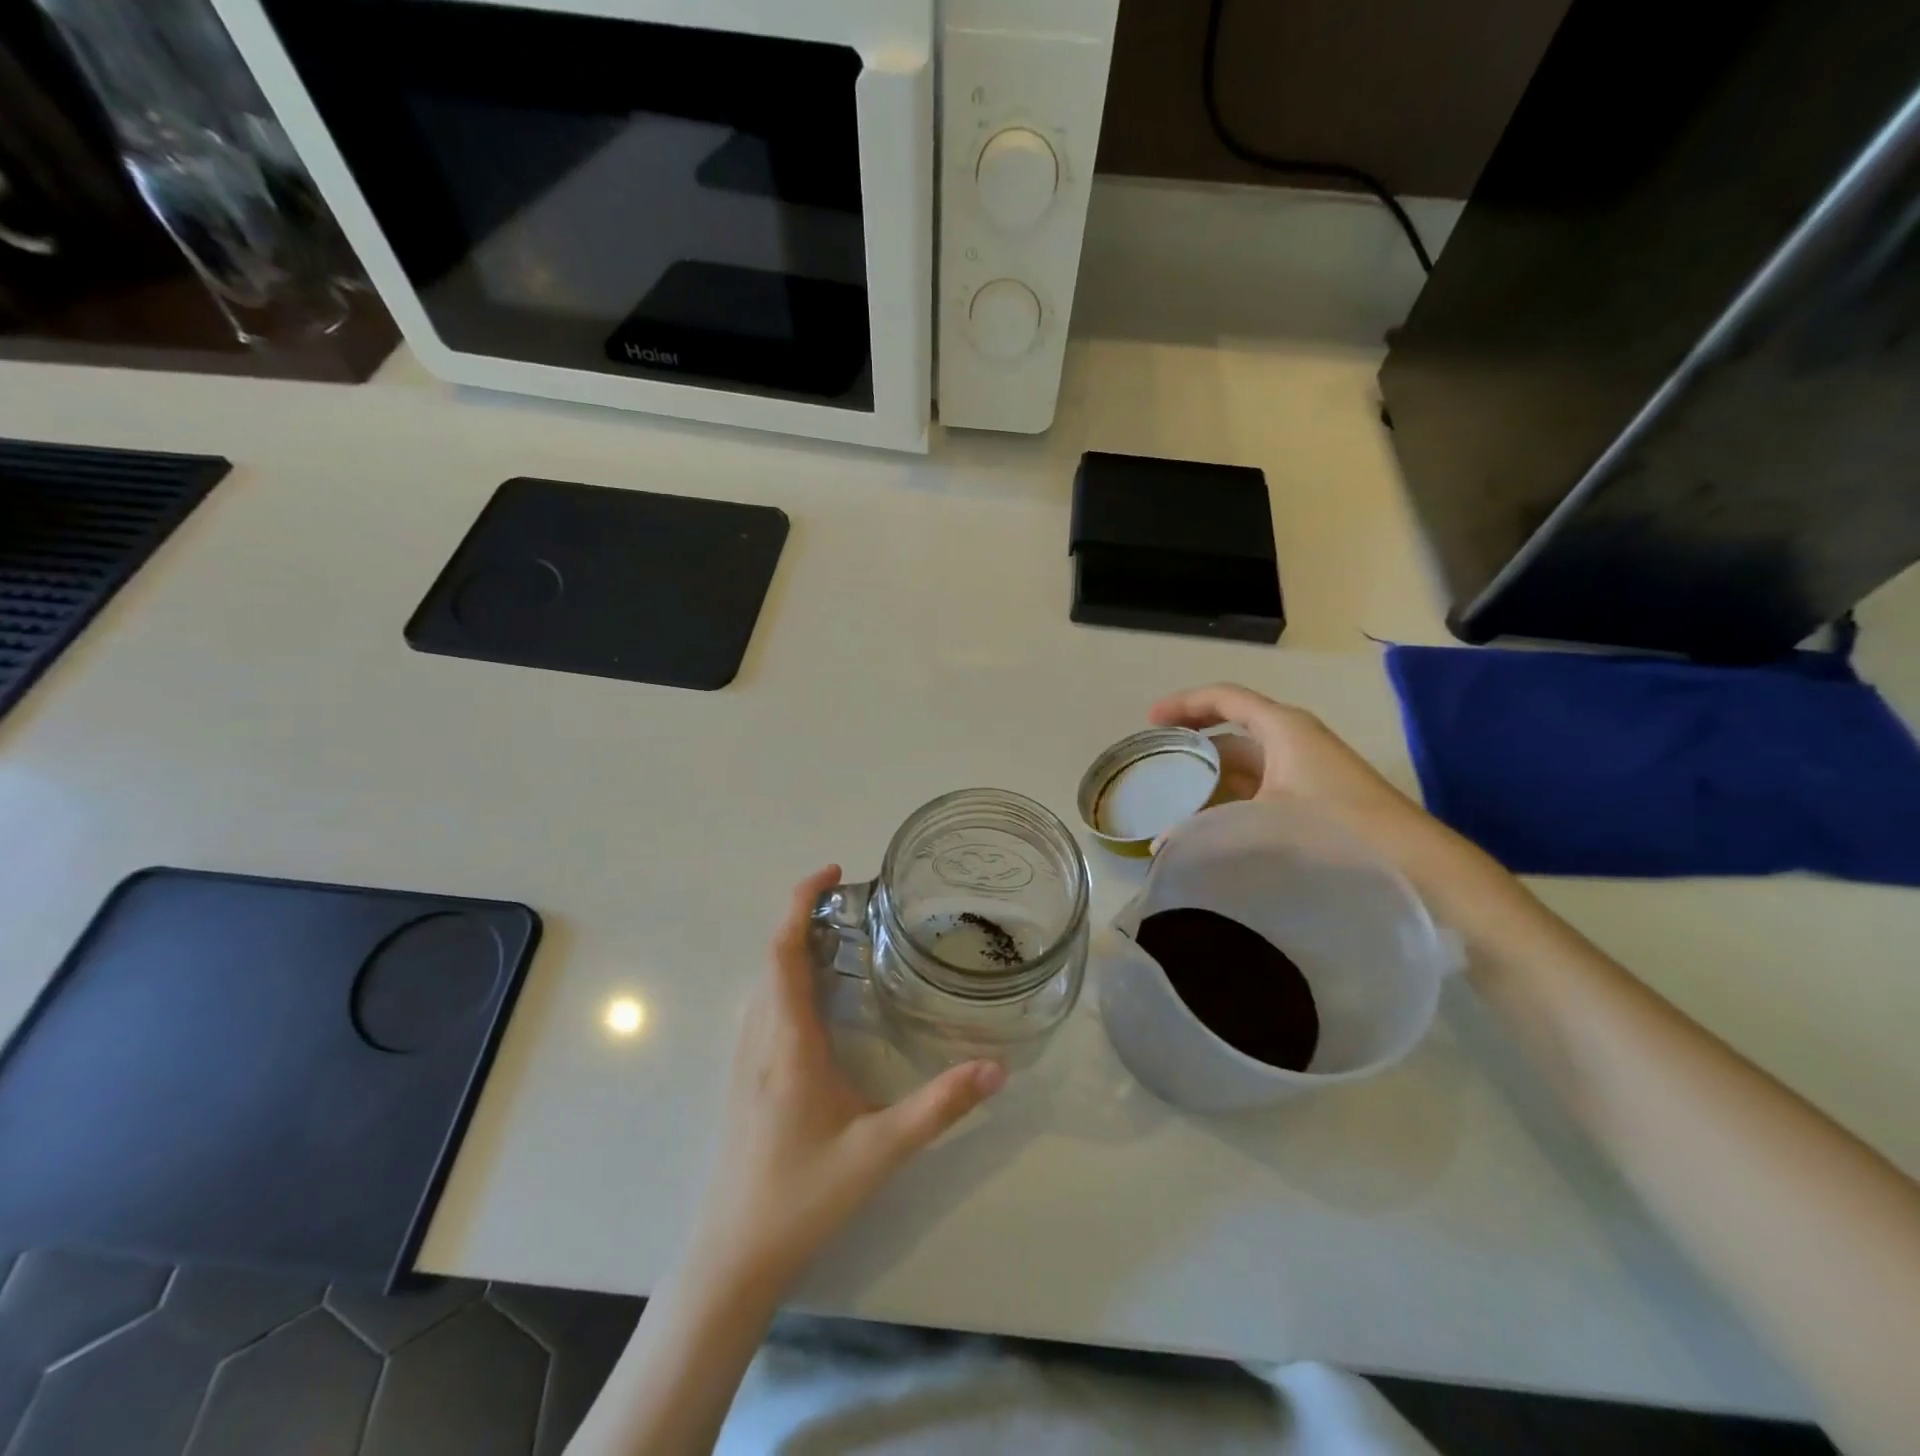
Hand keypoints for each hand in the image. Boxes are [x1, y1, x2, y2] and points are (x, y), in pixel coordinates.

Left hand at [688, 866, 1006, 1285]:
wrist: (734, 1256)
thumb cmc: (803, 1195)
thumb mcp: (880, 1150)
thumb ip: (940, 1106)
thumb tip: (997, 1068)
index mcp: (788, 1040)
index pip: (783, 950)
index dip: (800, 901)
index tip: (833, 873)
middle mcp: (760, 1037)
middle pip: (772, 956)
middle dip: (804, 916)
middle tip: (854, 904)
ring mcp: (746, 1057)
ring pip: (764, 980)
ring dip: (794, 945)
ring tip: (842, 937)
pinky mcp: (744, 1076)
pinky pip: (763, 1004)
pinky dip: (787, 976)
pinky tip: (820, 998)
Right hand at [1149, 683, 1516, 934]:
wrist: (1414, 862)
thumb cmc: (1334, 826)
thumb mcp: (1262, 823)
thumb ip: (1206, 832)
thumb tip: (1162, 848)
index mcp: (1282, 727)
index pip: (1224, 698)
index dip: (1184, 704)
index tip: (1151, 722)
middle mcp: (1294, 739)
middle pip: (1232, 729)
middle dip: (1194, 743)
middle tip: (1158, 762)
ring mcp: (1306, 767)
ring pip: (1247, 760)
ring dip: (1213, 774)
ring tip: (1176, 796)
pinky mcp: (1314, 795)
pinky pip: (1261, 784)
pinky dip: (1234, 795)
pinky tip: (1214, 821)